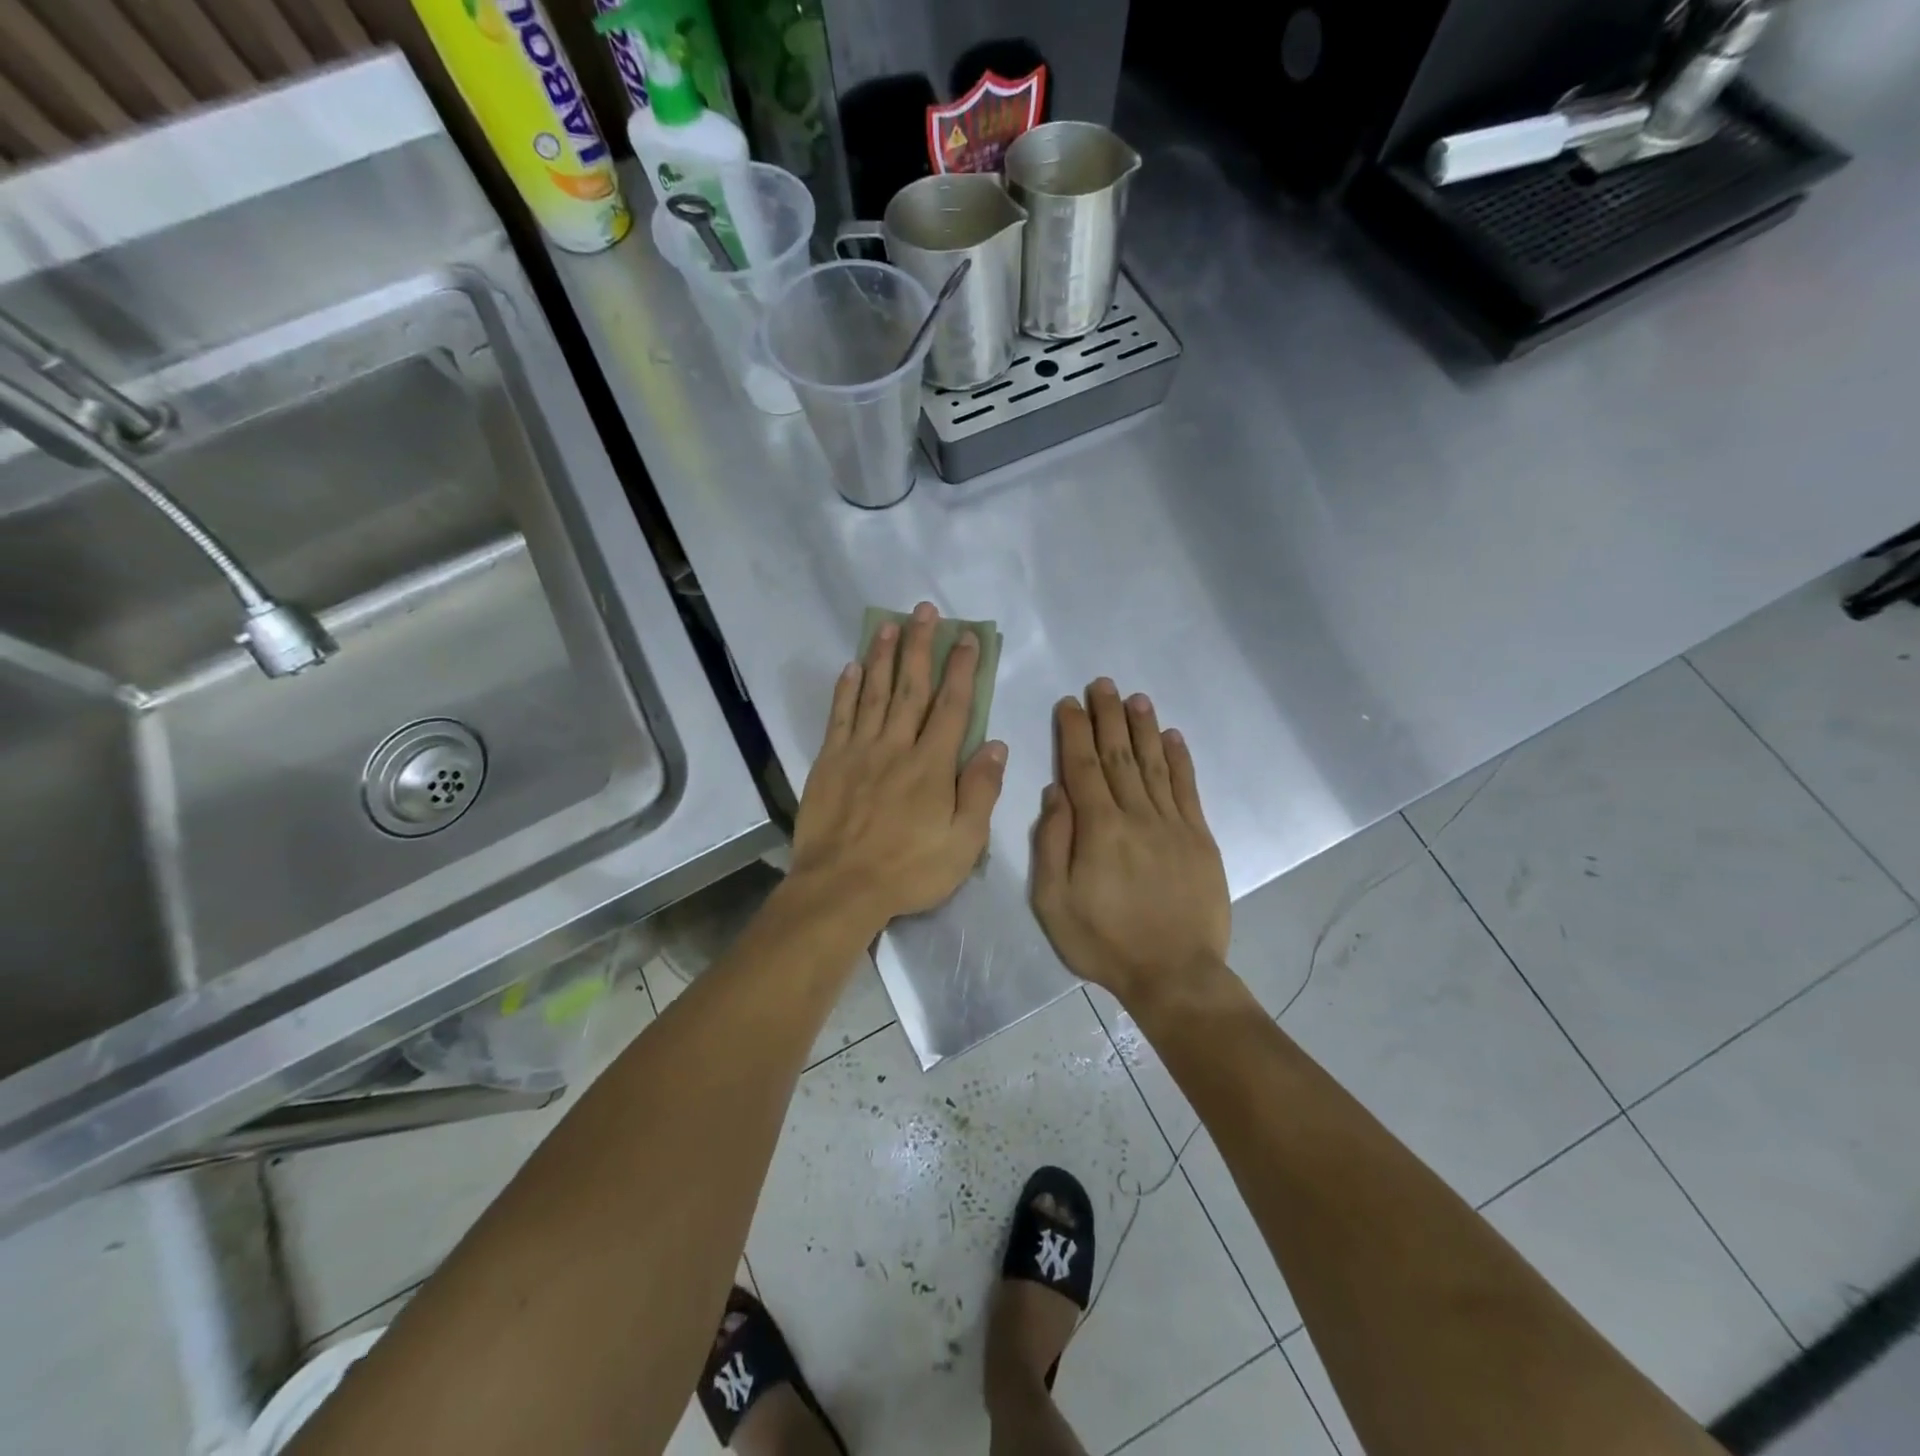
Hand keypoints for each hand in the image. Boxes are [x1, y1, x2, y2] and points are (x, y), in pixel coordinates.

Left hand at [789, 602, 1006, 932]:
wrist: (841, 888)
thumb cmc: (910, 870)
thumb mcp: (964, 842)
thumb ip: (981, 791)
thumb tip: (997, 745)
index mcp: (932, 765)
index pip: (952, 706)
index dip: (961, 669)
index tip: (967, 638)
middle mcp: (896, 746)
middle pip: (911, 687)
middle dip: (920, 646)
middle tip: (924, 610)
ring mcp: (859, 751)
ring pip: (873, 692)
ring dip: (882, 656)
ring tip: (888, 623)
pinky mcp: (829, 762)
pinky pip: (839, 717)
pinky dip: (846, 690)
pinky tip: (851, 667)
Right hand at [1030, 680, 1229, 1008]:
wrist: (1175, 974)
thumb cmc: (1105, 942)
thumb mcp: (1054, 902)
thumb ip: (1052, 843)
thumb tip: (1055, 792)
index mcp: (1099, 829)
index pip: (1082, 767)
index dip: (1074, 731)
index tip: (1069, 703)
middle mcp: (1136, 815)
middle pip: (1119, 755)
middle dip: (1108, 717)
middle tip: (1102, 683)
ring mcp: (1173, 825)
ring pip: (1154, 764)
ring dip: (1143, 728)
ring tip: (1135, 697)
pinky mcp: (1199, 839)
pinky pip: (1187, 790)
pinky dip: (1180, 760)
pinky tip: (1173, 737)